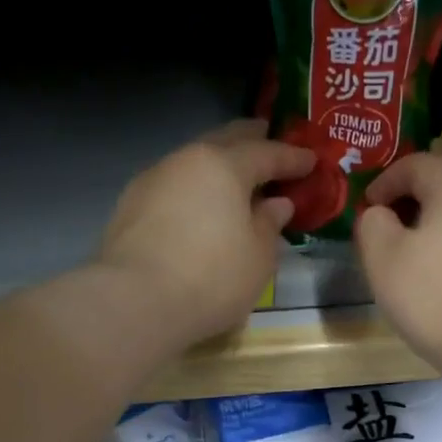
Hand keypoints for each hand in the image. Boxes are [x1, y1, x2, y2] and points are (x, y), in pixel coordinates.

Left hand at [96, 120, 311, 344]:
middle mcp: (185, 161)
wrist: (136, 302)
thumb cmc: (212, 277)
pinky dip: (193, 190)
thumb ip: (269, 224)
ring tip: (234, 179)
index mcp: (223, 165)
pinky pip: (173, 187)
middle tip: (269, 139)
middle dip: (250, 140)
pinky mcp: (129, 207)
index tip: (312, 160)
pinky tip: (199, 206)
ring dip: (217, 166)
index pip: (266, 153)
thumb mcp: (258, 257)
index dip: (292, 157)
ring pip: (193, 163)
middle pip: (224, 141)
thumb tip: (275, 203)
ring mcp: (152, 181)